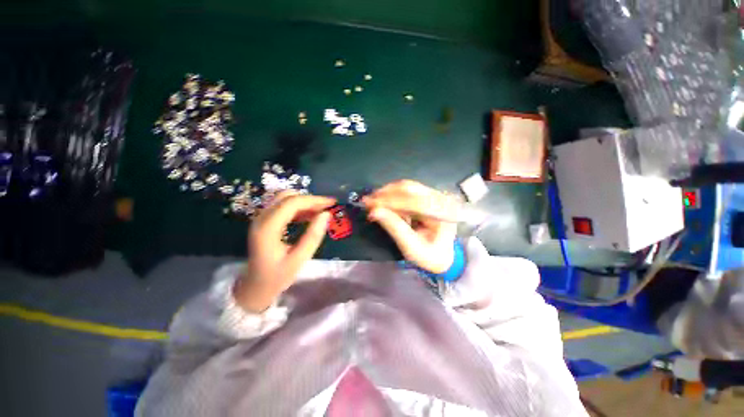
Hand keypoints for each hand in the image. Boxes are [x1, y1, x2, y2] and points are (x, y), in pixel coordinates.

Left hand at [235, 192, 335, 312]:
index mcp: (268, 228)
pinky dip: (298, 208)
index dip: (314, 200)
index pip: (292, 203)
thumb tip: (326, 214)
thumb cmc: (277, 276)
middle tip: (328, 207)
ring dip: (304, 202)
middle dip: (310, 199)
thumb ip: (313, 236)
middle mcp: (261, 218)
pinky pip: (282, 207)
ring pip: (285, 199)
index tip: (332, 203)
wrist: (254, 287)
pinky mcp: (264, 221)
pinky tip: (309, 216)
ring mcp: (261, 219)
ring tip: (321, 211)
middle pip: (287, 197)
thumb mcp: (299, 259)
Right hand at [363, 180, 458, 273]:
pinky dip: (393, 196)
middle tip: (367, 201)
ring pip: (407, 187)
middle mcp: (441, 199)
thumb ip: (394, 228)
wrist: (442, 256)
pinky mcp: (428, 196)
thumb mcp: (412, 247)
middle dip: (386, 194)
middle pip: (410, 189)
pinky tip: (382, 201)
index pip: (414, 202)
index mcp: (443, 213)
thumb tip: (374, 212)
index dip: (390, 202)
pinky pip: (408, 191)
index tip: (370, 204)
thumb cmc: (429, 256)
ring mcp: (434, 196)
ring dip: (388, 193)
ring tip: (372, 201)